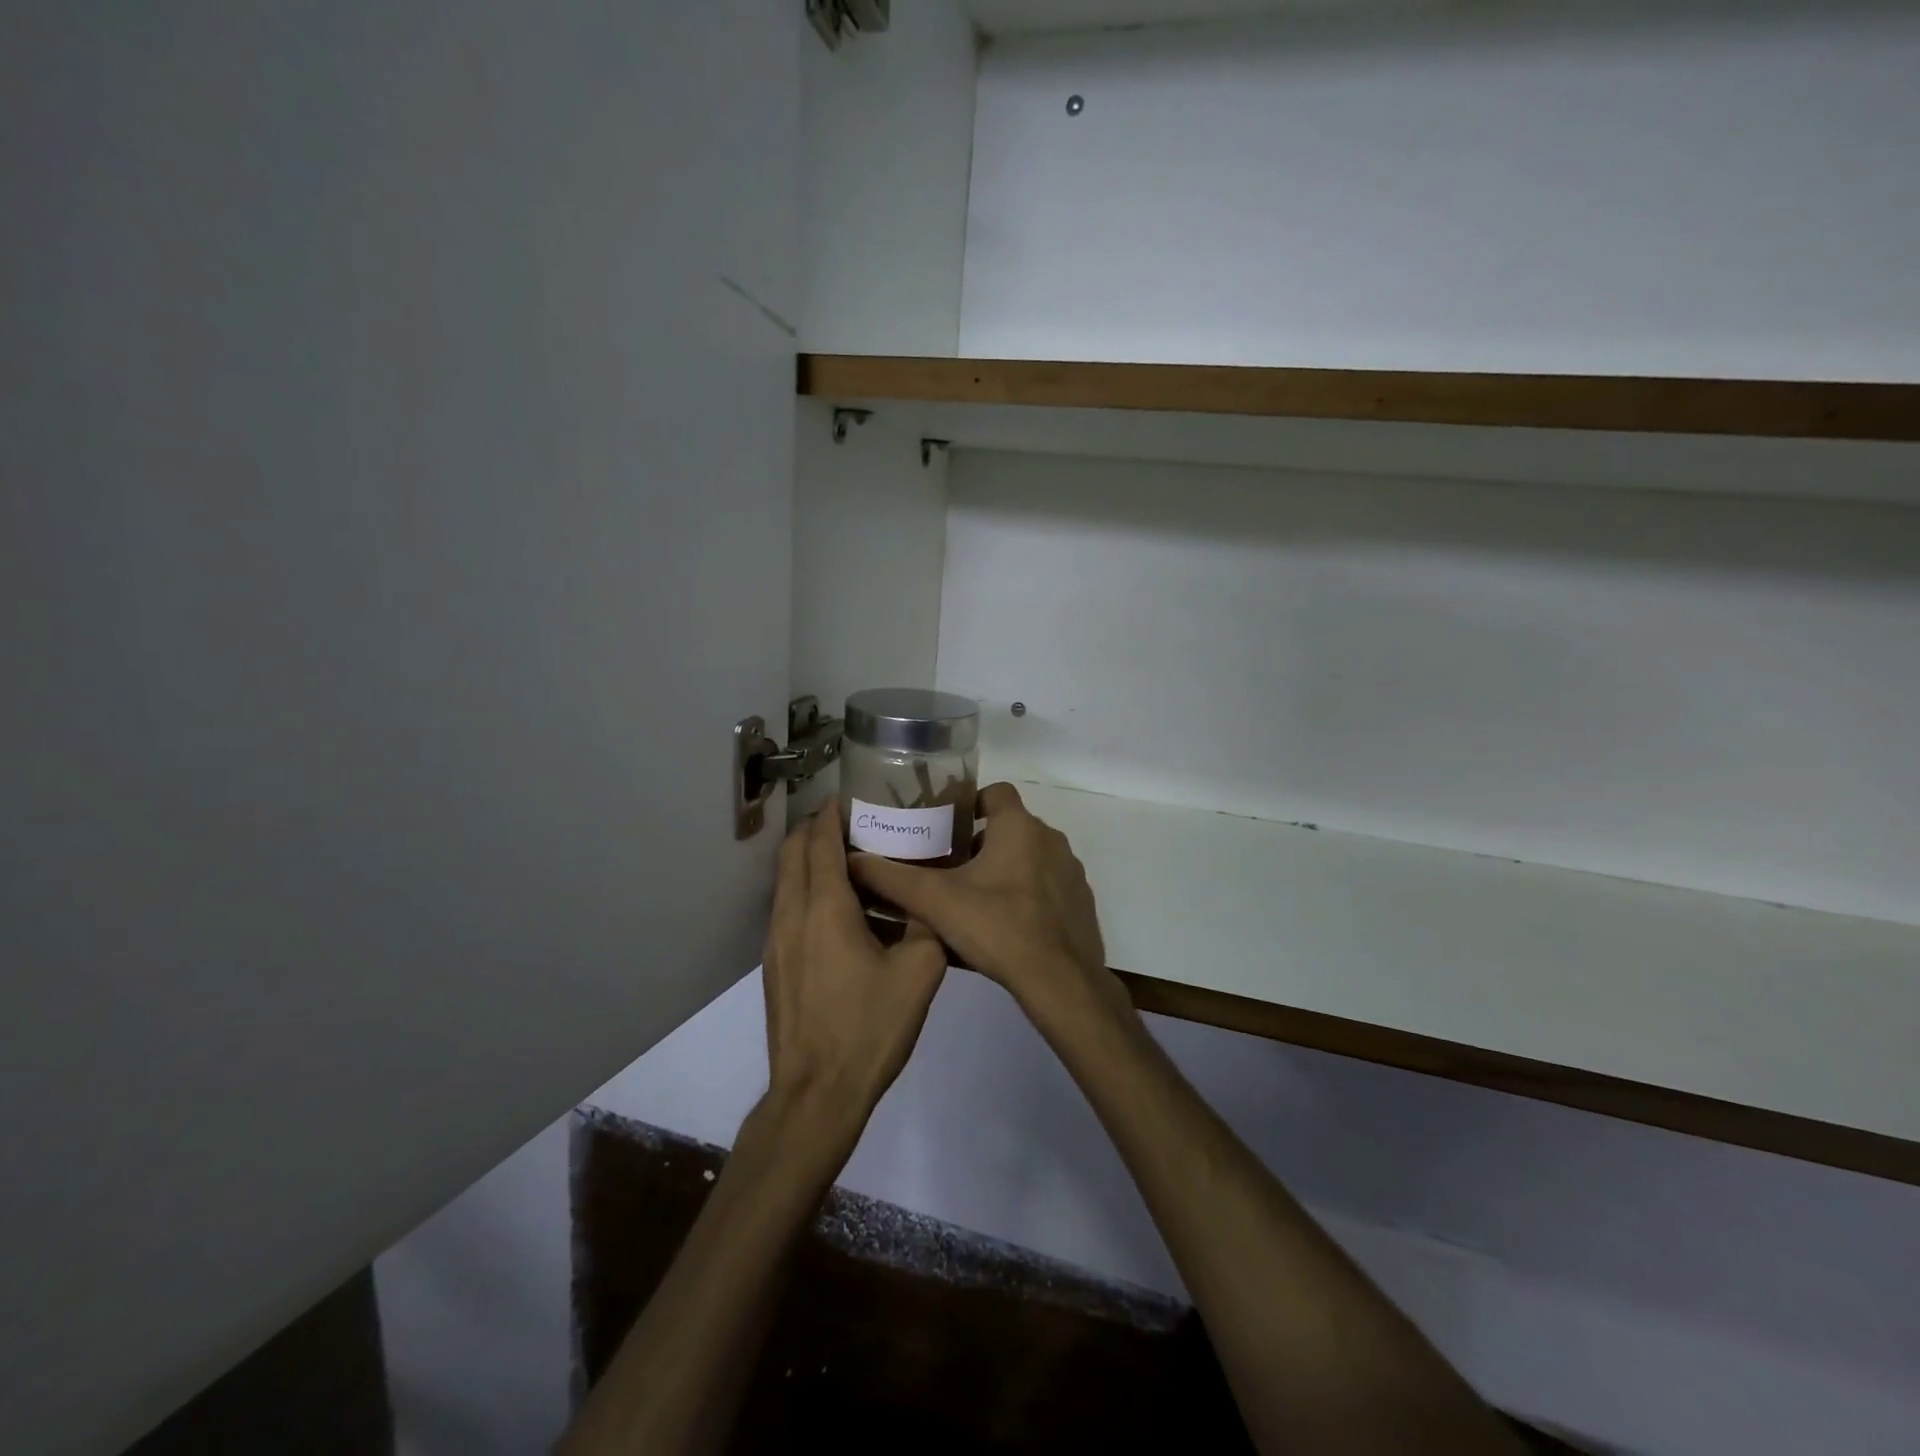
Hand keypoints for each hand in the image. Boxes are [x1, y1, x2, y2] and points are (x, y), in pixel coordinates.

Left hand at [762, 803, 946, 1136]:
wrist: (816, 1094)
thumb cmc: (869, 1028)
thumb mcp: (920, 972)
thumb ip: (929, 925)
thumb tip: (931, 903)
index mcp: (825, 907)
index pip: (819, 841)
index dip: (832, 814)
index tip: (853, 797)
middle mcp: (792, 914)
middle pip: (793, 853)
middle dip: (816, 829)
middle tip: (854, 824)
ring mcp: (776, 942)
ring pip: (786, 881)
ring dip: (810, 861)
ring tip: (852, 863)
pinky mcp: (774, 965)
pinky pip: (788, 909)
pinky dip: (807, 892)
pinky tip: (842, 914)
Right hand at [848, 783, 1119, 1018]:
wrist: (1060, 981)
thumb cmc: (998, 927)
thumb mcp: (935, 901)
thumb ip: (892, 878)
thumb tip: (852, 860)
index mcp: (1019, 827)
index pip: (996, 792)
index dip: (971, 802)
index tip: (946, 825)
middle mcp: (1050, 840)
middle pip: (1010, 828)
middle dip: (980, 843)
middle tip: (949, 869)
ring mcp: (1070, 872)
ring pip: (1030, 858)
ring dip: (1005, 870)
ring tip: (973, 900)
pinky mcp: (1080, 902)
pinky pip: (1048, 886)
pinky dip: (1028, 895)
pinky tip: (1005, 925)